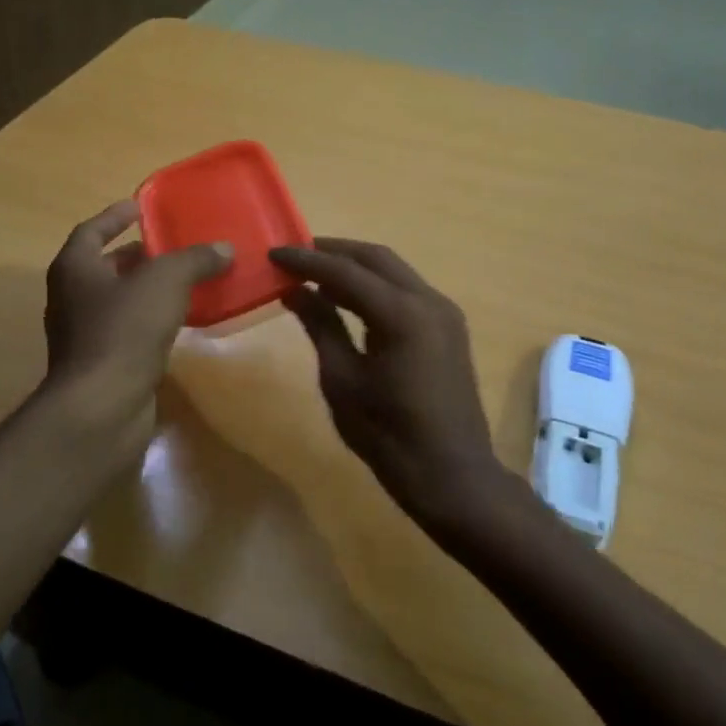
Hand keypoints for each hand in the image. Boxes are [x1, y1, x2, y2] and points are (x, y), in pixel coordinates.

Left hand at [42, 201, 230, 435]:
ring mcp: (83, 335)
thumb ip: (194, 260)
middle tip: (171, 246)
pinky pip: (128, 331)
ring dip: (146, 289)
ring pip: (118, 301)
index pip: (91, 231)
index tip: (140, 206)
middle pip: (104, 267)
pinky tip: (180, 321)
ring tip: (184, 279)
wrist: (102, 405)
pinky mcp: (102, 364)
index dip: (115, 216)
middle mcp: (71, 298)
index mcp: (74, 269)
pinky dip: (150, 320)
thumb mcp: (165, 282)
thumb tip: (224, 248)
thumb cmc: (124, 330)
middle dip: (137, 255)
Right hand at [270, 238, 507, 525]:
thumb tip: (294, 289)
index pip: (345, 271)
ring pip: (395, 271)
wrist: (451, 474)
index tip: (274, 252)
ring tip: (315, 272)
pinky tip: (348, 298)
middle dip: (334, 251)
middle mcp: (429, 301)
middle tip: (295, 255)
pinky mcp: (449, 328)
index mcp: (402, 314)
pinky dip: (376, 286)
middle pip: (376, 258)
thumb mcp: (342, 380)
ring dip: (355, 266)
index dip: (307, 260)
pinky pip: (407, 291)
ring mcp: (445, 313)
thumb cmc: (388, 435)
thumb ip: (321, 326)